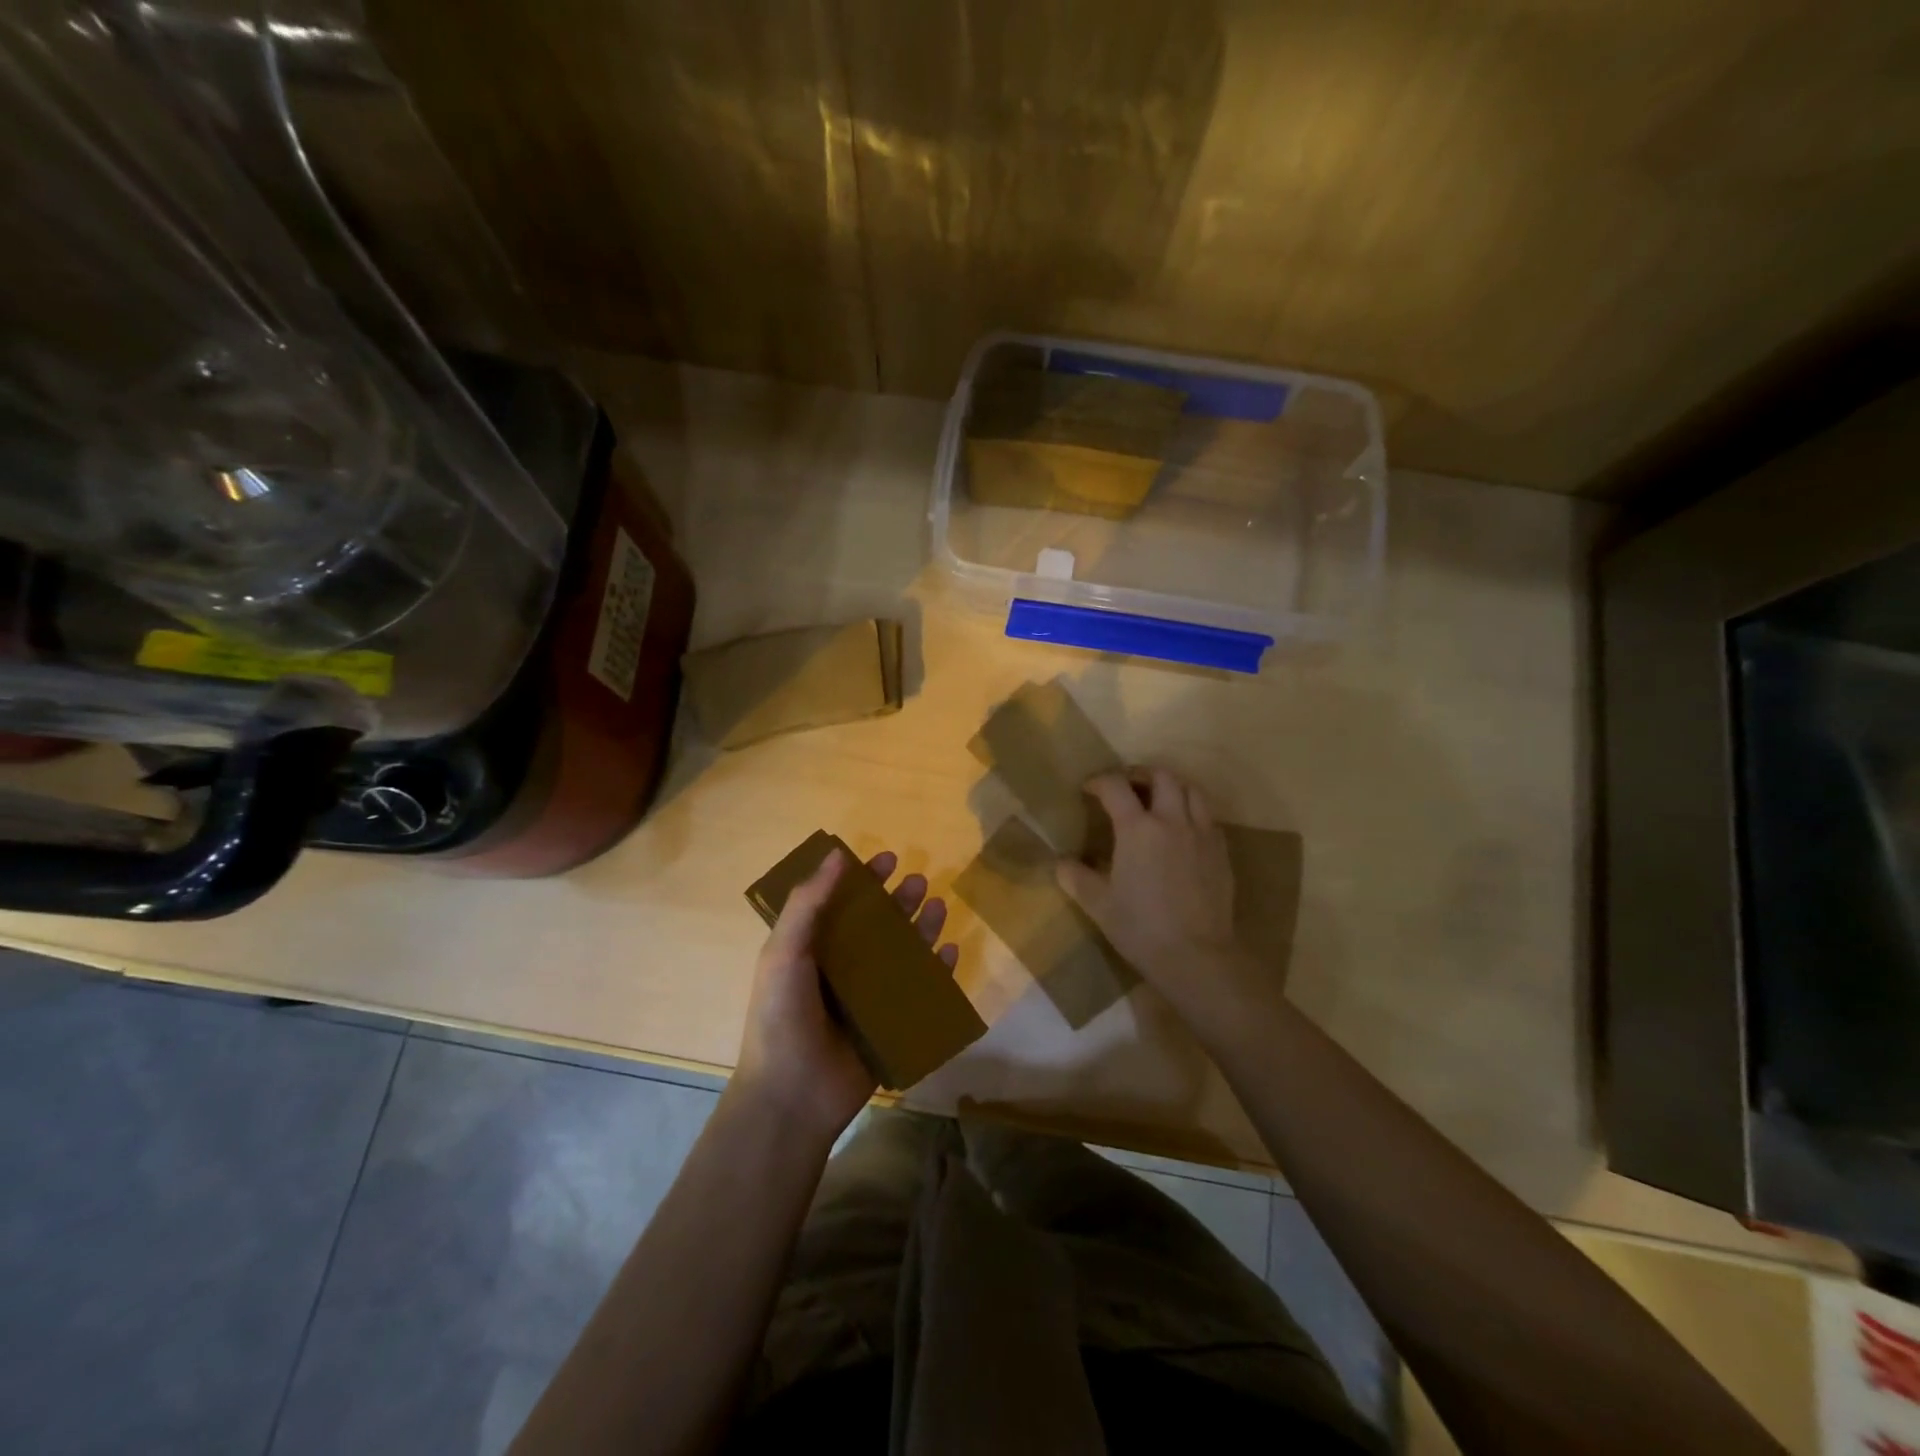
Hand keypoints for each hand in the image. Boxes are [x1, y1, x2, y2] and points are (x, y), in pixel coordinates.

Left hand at [733, 848, 957, 1147]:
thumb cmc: (781, 1017)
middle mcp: (841, 969)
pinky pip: (919, 992)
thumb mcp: (784, 952)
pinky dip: (936, 972)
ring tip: (937, 907)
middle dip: (898, 902)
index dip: (863, 880)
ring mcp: (868, 999)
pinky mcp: (890, 1026)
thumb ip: (807, 903)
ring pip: (902, 954)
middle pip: (877, 926)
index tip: (887, 859)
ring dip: (920, 929)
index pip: (841, 904)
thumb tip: (837, 854)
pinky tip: (949, 953)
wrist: (792, 1097)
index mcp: (812, 950)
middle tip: (918, 881)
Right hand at [1056, 769, 1237, 992]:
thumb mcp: (1098, 904)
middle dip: (1140, 774)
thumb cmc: (1141, 928)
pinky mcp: (1221, 852)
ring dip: (1172, 786)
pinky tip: (1182, 830)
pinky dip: (1192, 811)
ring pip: (1192, 790)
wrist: (1197, 956)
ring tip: (1158, 800)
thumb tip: (1061, 862)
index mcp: (1138, 829)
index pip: (1116, 787)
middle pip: (1162, 776)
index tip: (1088, 789)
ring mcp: (1202, 834)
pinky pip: (1208, 817)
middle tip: (1126, 786)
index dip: (1099, 781)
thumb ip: (1075, 877)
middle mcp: (1172, 821)